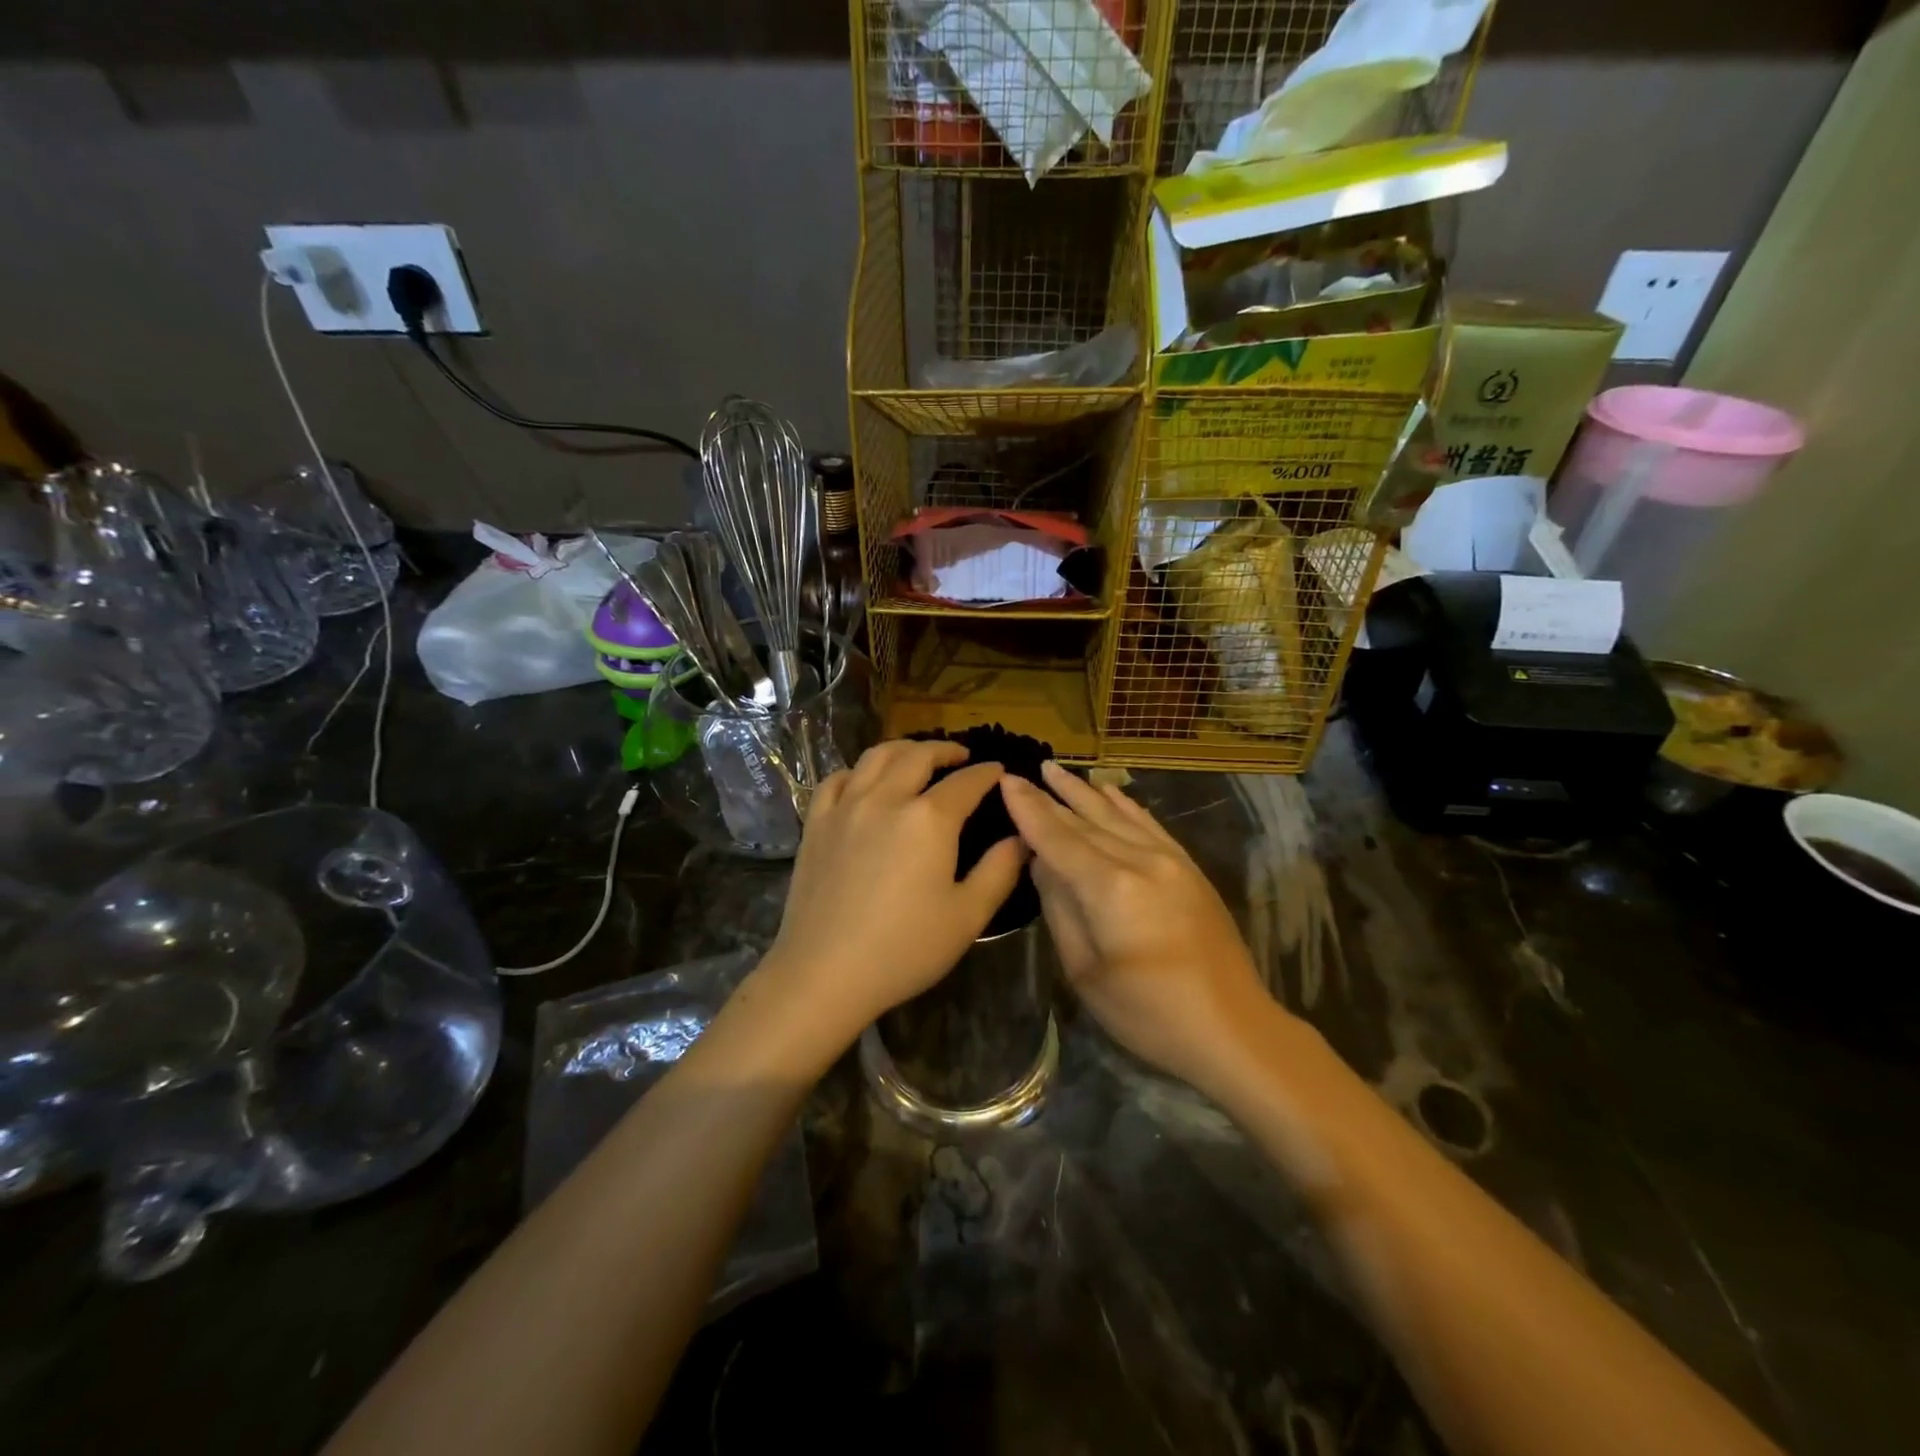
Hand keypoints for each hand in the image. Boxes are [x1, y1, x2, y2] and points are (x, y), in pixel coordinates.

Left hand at [762, 740, 1026, 1044]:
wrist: (825, 973)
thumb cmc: (905, 949)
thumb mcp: (968, 916)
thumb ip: (1000, 871)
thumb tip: (1021, 838)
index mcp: (930, 818)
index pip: (966, 782)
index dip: (987, 773)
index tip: (999, 771)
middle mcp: (887, 798)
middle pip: (919, 756)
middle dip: (945, 749)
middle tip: (961, 756)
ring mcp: (846, 807)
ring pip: (876, 757)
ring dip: (904, 749)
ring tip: (917, 757)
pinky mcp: (817, 824)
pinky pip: (837, 779)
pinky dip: (858, 771)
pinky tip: (865, 782)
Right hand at [1001, 762, 1282, 1094]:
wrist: (1233, 1028)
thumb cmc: (1149, 1014)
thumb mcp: (1086, 971)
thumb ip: (1060, 909)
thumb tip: (1042, 863)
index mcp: (1110, 888)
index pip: (1057, 838)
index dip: (1028, 809)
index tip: (1005, 781)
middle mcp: (1140, 861)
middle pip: (1085, 822)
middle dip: (1050, 797)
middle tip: (1022, 772)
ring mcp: (1170, 861)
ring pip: (1117, 816)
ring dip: (1084, 792)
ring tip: (1057, 770)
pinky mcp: (1189, 869)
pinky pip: (1150, 825)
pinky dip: (1126, 806)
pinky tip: (1110, 792)